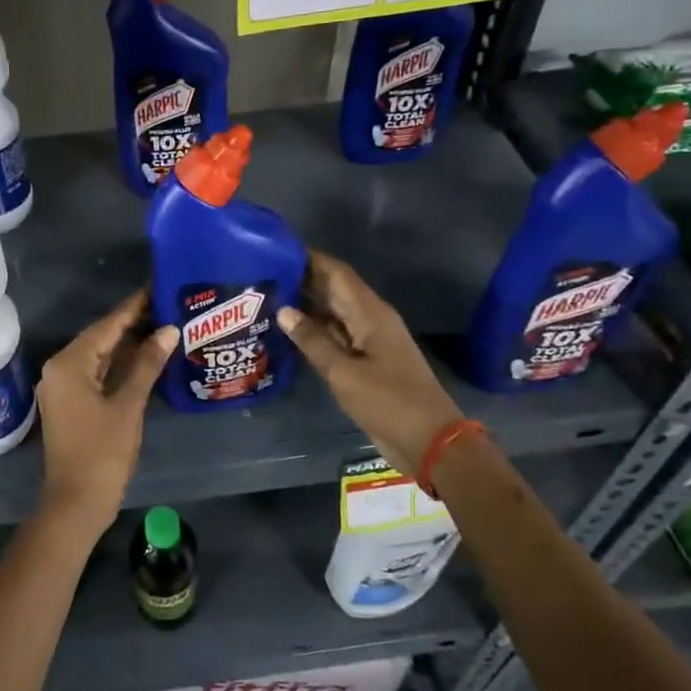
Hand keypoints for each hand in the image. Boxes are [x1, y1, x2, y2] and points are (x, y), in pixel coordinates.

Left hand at [35, 291, 178, 535]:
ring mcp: (63, 388)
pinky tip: (144, 359)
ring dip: (126, 345)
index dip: (133, 308)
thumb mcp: (128, 405)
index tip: (156, 287)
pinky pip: (96, 374)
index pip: (106, 326)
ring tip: (162, 326)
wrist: (76, 503)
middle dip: (132, 324)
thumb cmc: (102, 452)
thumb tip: (168, 330)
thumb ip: (147, 364)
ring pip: (98, 357)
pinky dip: (118, 366)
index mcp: (69, 364)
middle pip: (100, 338)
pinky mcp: (70, 404)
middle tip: (167, 306)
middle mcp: (60, 369)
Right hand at [277, 249, 463, 473]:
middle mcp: (370, 319)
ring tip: (267, 298)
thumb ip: (312, 340)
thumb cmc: (388, 402)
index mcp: (370, 313)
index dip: (309, 258)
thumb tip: (283, 310)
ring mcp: (369, 340)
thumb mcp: (344, 372)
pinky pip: (336, 335)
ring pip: (333, 313)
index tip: (275, 249)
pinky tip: (288, 331)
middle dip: (301, 279)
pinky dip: (314, 329)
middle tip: (261, 274)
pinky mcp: (366, 361)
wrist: (429, 441)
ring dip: (305, 305)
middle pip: (333, 289)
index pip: (336, 273)